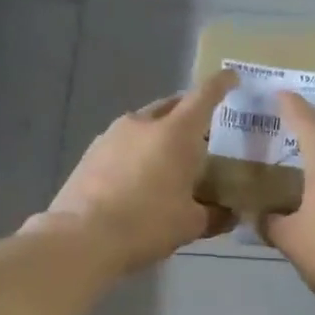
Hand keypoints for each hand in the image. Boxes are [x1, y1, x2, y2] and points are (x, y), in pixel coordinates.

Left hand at [28, 71, 238, 274]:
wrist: (83, 236)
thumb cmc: (147, 224)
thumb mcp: (190, 225)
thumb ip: (214, 215)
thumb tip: (229, 215)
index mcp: (176, 133)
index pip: (204, 96)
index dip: (221, 84)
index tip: (231, 78)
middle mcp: (143, 124)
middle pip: (171, 106)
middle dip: (188, 112)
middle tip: (202, 130)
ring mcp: (111, 135)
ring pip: (144, 124)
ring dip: (159, 133)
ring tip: (168, 158)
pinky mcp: (90, 153)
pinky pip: (122, 143)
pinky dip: (136, 151)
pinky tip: (138, 175)